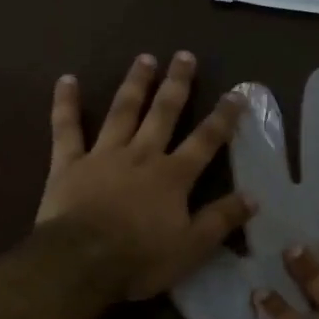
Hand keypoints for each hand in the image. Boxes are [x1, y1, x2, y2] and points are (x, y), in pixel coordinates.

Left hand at [36, 51, 255, 299]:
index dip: (223, 117)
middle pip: (163, 113)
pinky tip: (67, 79)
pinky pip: (66, 128)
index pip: (205, 140)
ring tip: (145, 58)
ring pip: (122, 111)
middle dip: (177, 84)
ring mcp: (103, 155)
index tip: (236, 93)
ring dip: (135, 83)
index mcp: (172, 176)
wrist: (80, 262)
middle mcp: (141, 155)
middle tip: (185, 55)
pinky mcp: (68, 163)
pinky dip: (66, 103)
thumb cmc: (139, 259)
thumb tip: (253, 197)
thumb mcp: (191, 247)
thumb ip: (221, 220)